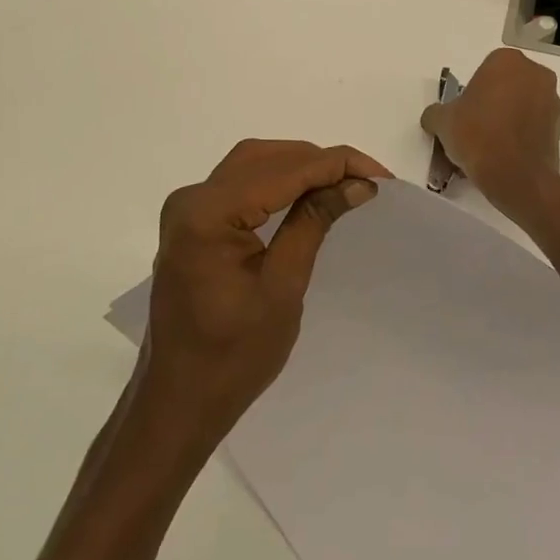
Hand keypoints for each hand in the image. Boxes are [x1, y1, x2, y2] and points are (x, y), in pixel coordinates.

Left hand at [137, 139, 390, 450]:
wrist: (177, 402)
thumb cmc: (232, 358)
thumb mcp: (283, 287)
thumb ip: (314, 222)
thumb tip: (357, 183)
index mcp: (208, 215)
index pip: (284, 170)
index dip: (337, 165)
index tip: (382, 176)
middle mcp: (191, 199)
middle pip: (266, 157)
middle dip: (320, 162)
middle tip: (367, 180)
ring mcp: (187, 209)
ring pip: (254, 164)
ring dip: (300, 167)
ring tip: (345, 183)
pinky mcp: (192, 222)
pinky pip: (240, 184)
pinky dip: (278, 182)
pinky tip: (308, 193)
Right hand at [421, 48, 559, 215]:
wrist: (515, 176)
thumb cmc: (477, 136)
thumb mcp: (442, 121)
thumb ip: (436, 113)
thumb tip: (435, 117)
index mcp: (507, 61)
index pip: (485, 70)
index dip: (473, 92)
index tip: (465, 113)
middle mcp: (535, 73)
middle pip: (508, 84)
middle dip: (493, 102)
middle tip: (475, 128)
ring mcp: (553, 99)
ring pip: (524, 104)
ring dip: (510, 117)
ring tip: (491, 146)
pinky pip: (536, 124)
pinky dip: (523, 134)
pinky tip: (507, 155)